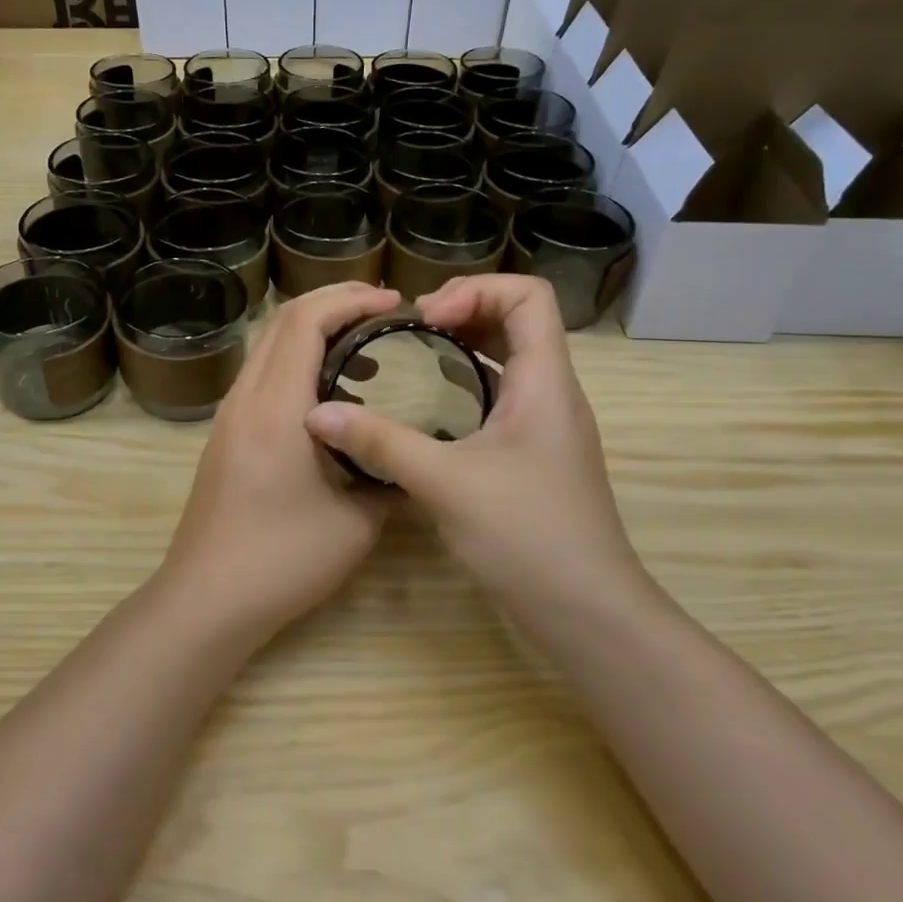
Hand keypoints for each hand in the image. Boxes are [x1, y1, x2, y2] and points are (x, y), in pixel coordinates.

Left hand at [156, 280, 403, 639]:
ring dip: (311, 330)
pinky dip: (294, 359)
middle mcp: (245, 399)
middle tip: (382, 310)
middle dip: (331, 302)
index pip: (304, 321)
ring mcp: (228, 416)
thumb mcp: (356, 523)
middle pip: (280, 321)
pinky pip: (260, 375)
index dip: (349, 300)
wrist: (207, 599)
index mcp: (275, 408)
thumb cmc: (282, 560)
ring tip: (361, 342)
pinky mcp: (224, 436)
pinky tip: (327, 389)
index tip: (393, 303)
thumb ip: (387, 477)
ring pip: (266, 346)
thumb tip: (411, 454)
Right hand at [303, 275, 646, 626]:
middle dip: (462, 312)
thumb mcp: (445, 482)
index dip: (477, 289)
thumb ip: (380, 443)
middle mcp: (551, 392)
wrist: (586, 612)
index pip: (529, 294)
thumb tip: (317, 413)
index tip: (426, 319)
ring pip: (508, 360)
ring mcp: (545, 425)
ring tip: (411, 360)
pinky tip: (426, 412)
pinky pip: (500, 397)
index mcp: (544, 380)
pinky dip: (464, 386)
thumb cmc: (527, 535)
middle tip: (409, 332)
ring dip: (462, 348)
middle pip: (516, 320)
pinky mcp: (533, 455)